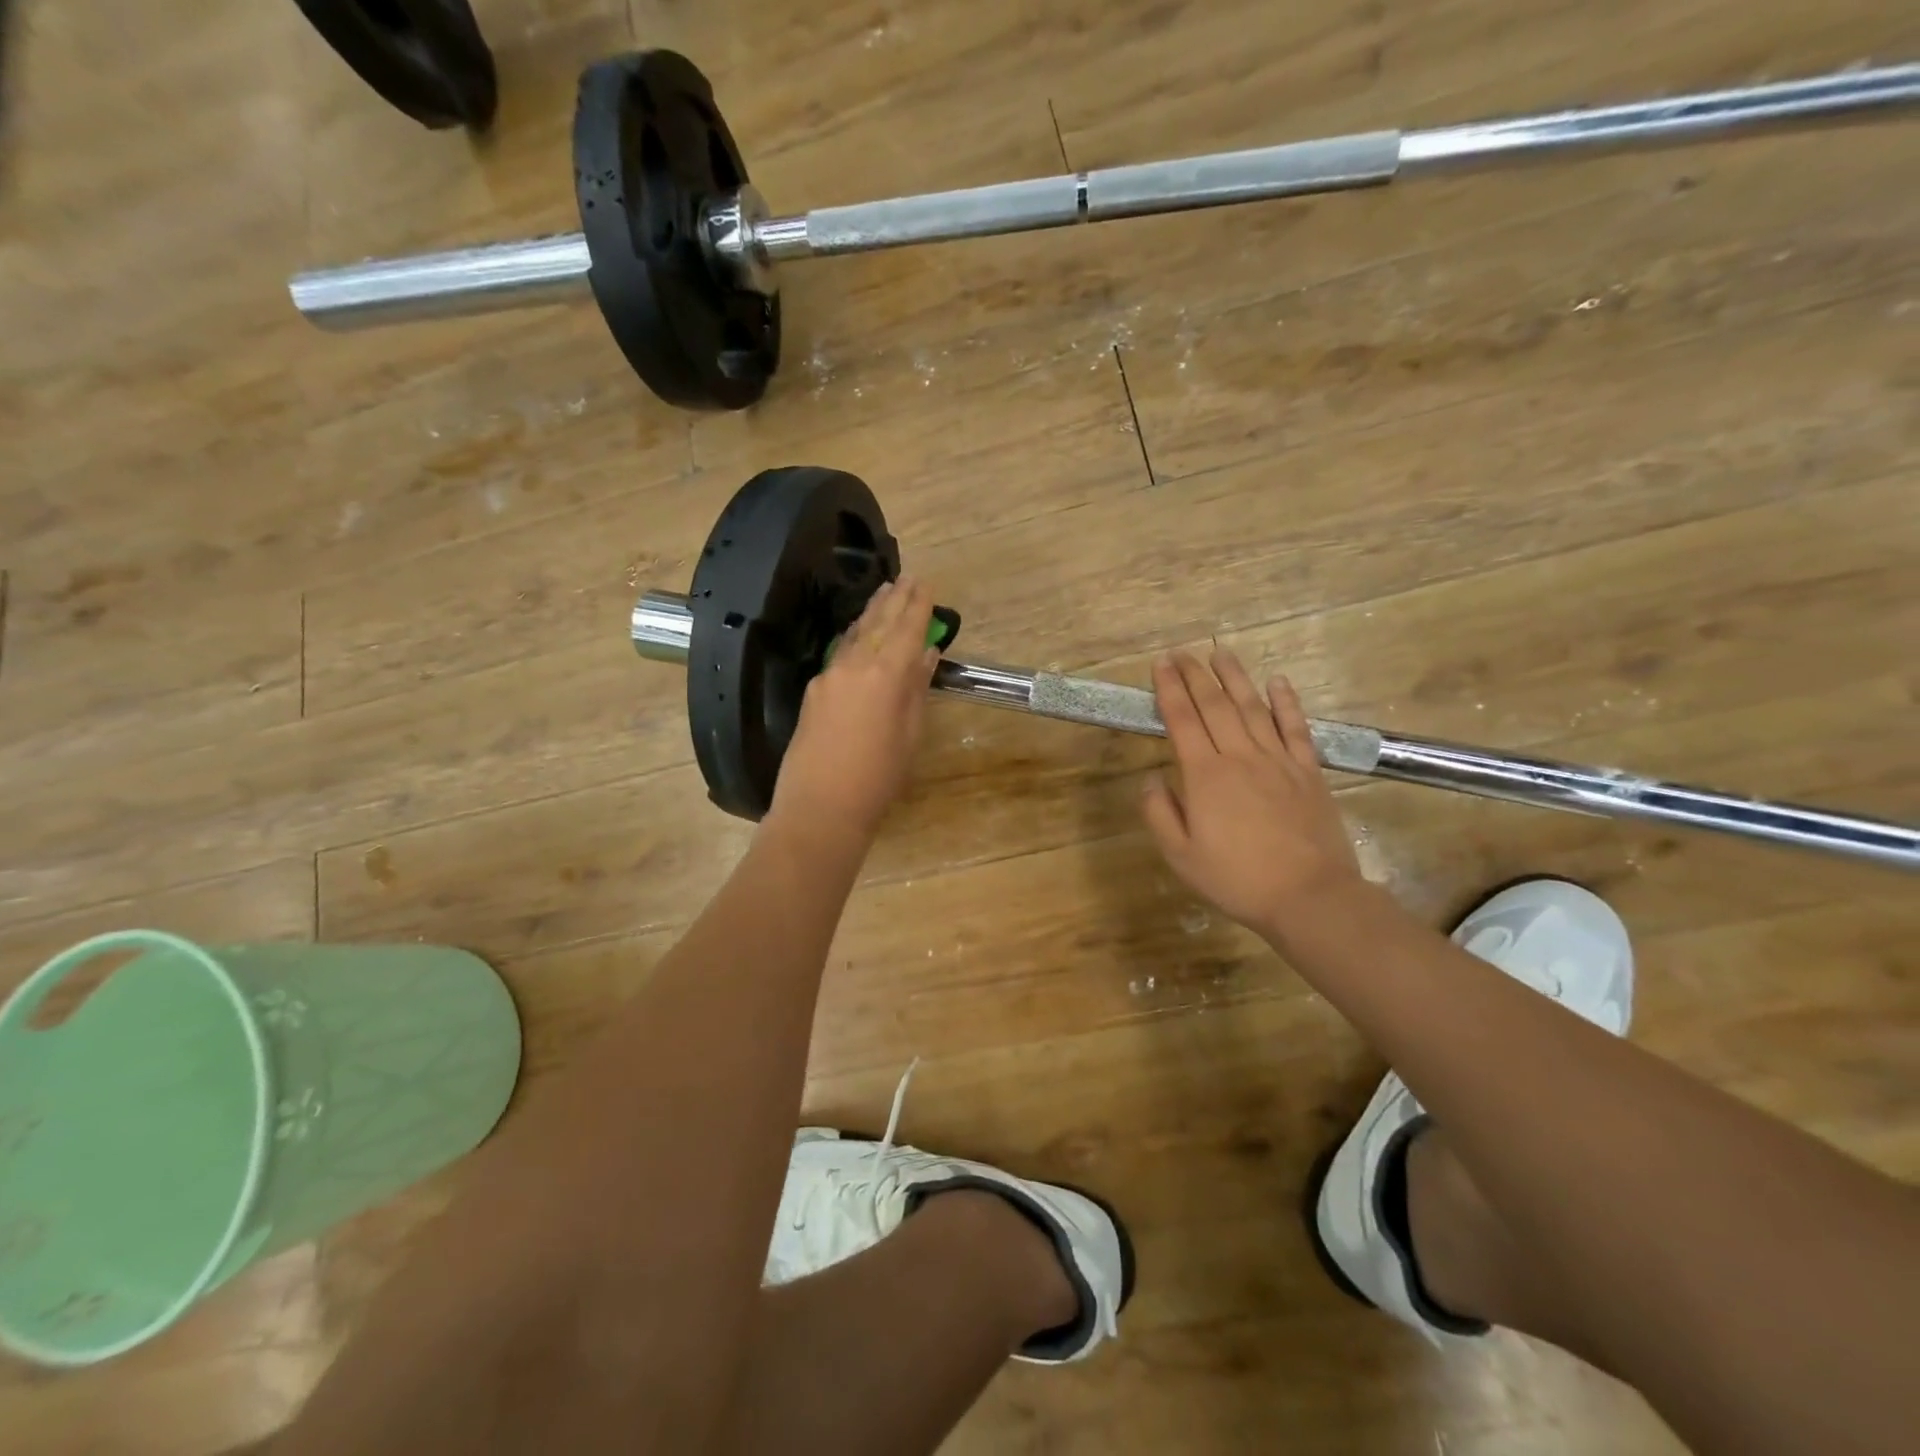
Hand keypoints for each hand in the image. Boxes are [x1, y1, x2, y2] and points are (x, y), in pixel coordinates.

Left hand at [769, 578, 939, 845]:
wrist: (820, 807)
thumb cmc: (878, 777)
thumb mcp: (909, 734)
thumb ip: (915, 690)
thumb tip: (925, 656)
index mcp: (886, 674)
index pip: (907, 629)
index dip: (918, 606)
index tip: (926, 584)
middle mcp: (855, 665)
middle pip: (879, 624)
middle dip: (895, 599)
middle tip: (906, 578)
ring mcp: (829, 676)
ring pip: (855, 634)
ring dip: (872, 612)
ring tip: (884, 592)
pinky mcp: (814, 691)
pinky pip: (840, 652)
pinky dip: (855, 636)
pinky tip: (859, 632)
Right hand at [1142, 650, 1365, 941]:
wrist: (1309, 895)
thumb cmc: (1237, 879)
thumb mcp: (1180, 856)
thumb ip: (1159, 813)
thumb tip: (1150, 777)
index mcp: (1205, 776)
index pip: (1182, 721)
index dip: (1169, 690)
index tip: (1161, 664)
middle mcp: (1240, 757)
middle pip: (1215, 706)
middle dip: (1196, 676)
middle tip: (1183, 652)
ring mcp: (1278, 761)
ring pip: (1252, 708)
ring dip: (1235, 678)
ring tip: (1220, 653)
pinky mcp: (1308, 771)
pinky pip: (1295, 728)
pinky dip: (1286, 702)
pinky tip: (1278, 681)